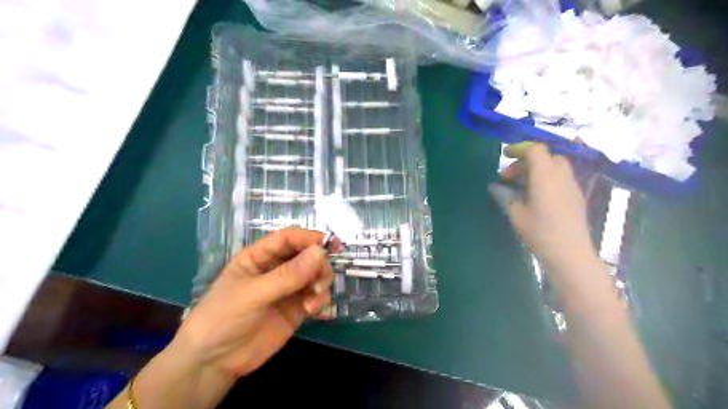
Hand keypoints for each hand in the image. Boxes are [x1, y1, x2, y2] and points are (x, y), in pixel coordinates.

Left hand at [173, 228, 332, 377]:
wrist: (213, 364)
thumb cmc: (223, 318)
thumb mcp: (253, 293)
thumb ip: (288, 275)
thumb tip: (321, 252)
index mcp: (259, 257)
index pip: (288, 239)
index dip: (308, 238)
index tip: (330, 244)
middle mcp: (276, 269)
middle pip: (306, 255)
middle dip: (319, 263)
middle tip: (322, 279)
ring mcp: (287, 290)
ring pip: (314, 275)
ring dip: (322, 282)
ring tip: (315, 297)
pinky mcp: (295, 310)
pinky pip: (315, 297)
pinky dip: (320, 299)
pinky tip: (313, 310)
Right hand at [488, 143, 595, 269]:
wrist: (570, 254)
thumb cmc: (540, 233)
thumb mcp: (516, 214)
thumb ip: (505, 196)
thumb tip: (495, 186)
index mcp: (545, 176)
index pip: (535, 150)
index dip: (519, 148)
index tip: (505, 155)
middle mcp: (562, 176)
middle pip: (546, 156)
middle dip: (525, 161)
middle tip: (509, 177)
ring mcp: (572, 186)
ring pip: (555, 166)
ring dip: (537, 169)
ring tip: (521, 186)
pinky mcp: (576, 196)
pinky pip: (561, 178)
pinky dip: (546, 178)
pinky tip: (536, 196)